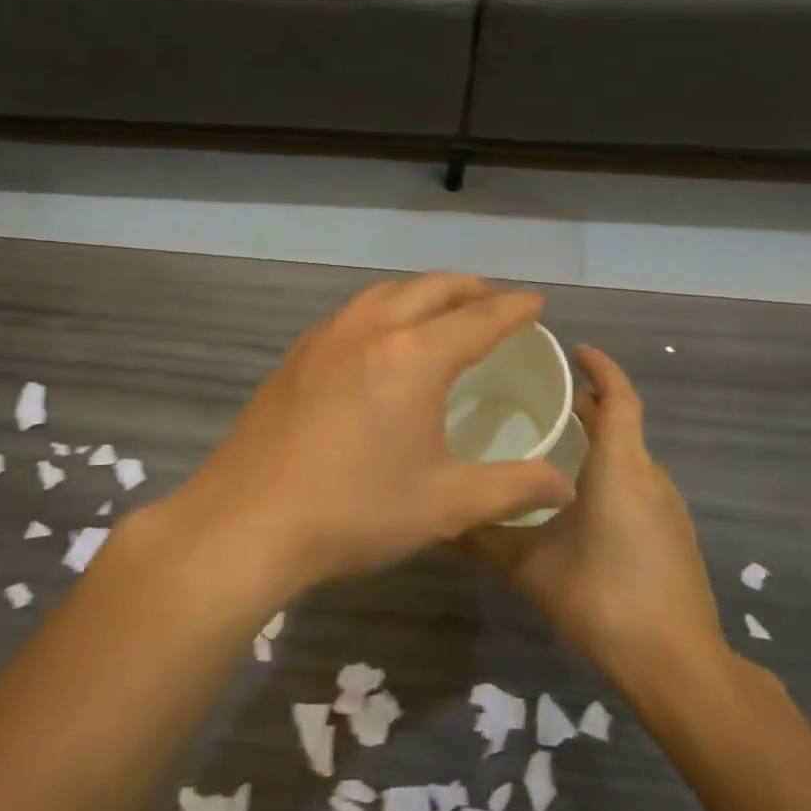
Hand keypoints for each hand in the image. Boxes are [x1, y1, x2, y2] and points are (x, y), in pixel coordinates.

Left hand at [166, 275, 574, 603]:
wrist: (247, 521)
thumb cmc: (354, 511)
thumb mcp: (445, 506)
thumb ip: (511, 488)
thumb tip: (564, 483)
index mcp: (414, 357)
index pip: (479, 318)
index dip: (514, 309)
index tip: (537, 302)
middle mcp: (371, 330)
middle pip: (431, 289)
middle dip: (470, 289)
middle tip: (494, 301)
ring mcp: (326, 337)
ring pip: (386, 294)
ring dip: (422, 293)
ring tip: (441, 311)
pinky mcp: (297, 355)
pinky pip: (352, 313)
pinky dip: (383, 310)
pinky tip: (381, 340)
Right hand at [462, 346, 732, 688]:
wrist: (679, 667)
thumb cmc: (604, 599)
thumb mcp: (532, 568)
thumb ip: (485, 540)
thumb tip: (438, 523)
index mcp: (620, 468)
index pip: (619, 398)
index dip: (601, 367)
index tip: (574, 349)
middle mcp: (649, 477)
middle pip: (621, 424)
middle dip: (587, 404)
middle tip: (540, 398)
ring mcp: (667, 508)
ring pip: (629, 456)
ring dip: (596, 441)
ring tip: (550, 445)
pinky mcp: (672, 536)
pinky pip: (636, 484)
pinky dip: (608, 472)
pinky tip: (576, 500)